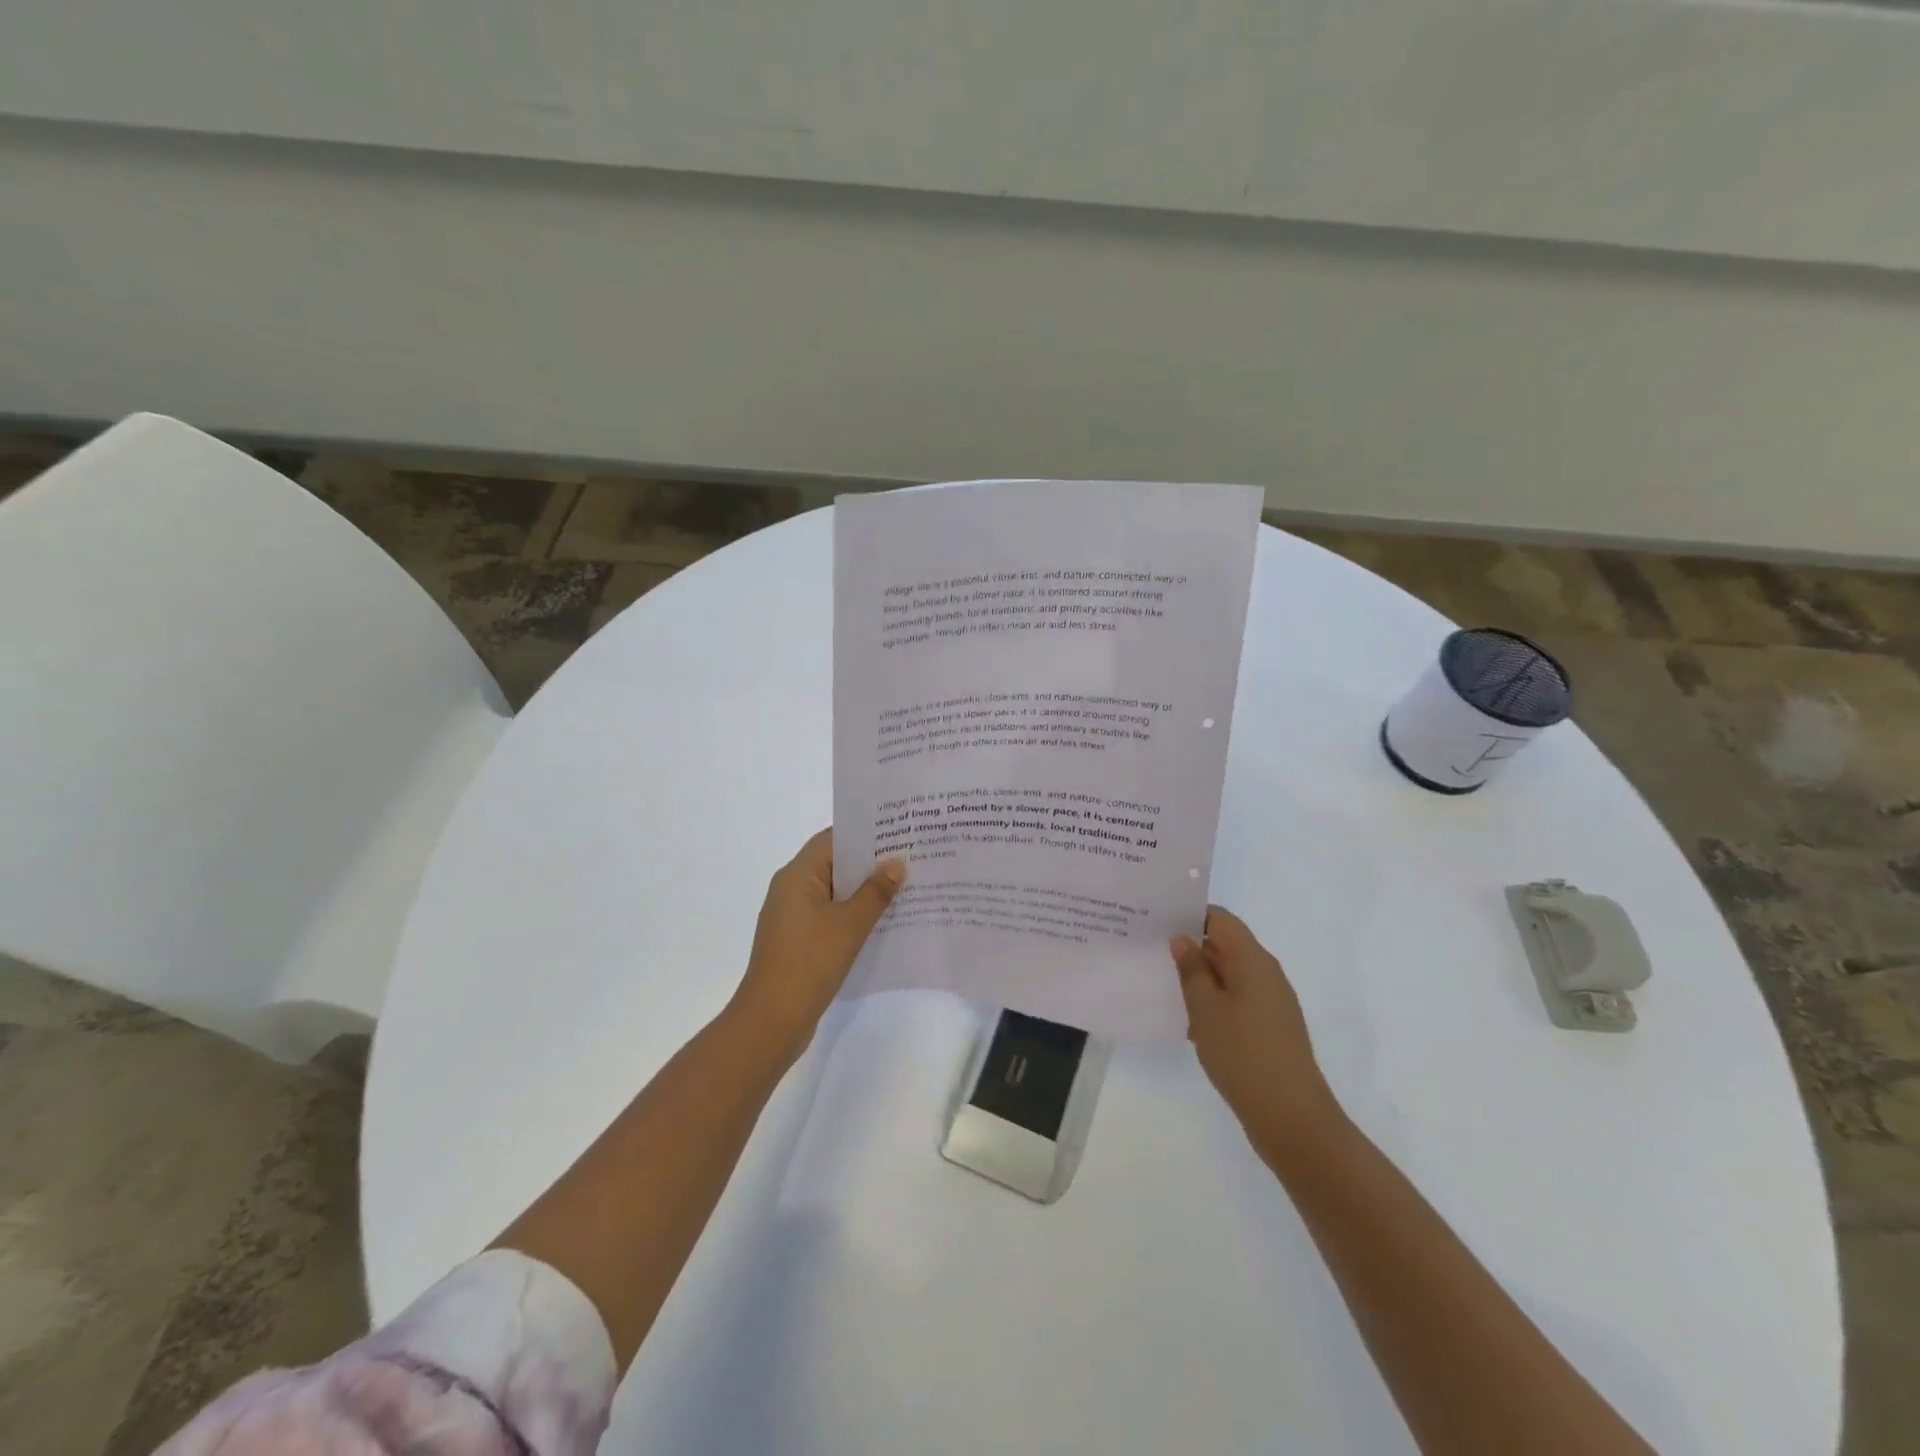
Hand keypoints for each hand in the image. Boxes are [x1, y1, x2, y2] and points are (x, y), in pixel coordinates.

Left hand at [730, 829, 905, 1058]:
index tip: (897, 831)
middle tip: (909, 858)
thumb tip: (896, 863)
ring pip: (833, 892)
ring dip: (863, 890)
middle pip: (833, 863)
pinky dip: (853, 914)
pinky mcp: (798, 941)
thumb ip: (874, 892)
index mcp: (797, 876)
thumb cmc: (809, 963)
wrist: (771, 1021)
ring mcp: (792, 917)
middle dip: (869, 862)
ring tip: (904, 887)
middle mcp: (790, 889)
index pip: (832, 839)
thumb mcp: (849, 924)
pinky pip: (829, 915)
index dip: (864, 833)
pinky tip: (882, 921)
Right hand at [1171, 906, 1341, 1158]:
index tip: (1157, 921)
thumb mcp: (1205, 1009)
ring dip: (1200, 978)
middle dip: (1190, 946)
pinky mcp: (1270, 1028)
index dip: (1190, 915)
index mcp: (1253, 960)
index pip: (1220, 919)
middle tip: (1151, 951)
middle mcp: (1266, 973)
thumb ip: (1192, 970)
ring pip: (1230, 974)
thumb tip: (1183, 939)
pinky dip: (1214, 1002)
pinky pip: (1238, 1000)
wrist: (1291, 1118)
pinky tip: (1188, 1021)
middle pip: (1225, 945)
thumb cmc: (1243, 1054)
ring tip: (1162, 984)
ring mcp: (1271, 1002)